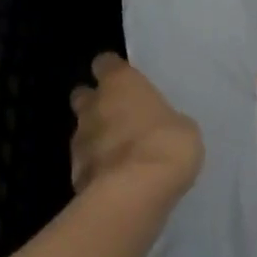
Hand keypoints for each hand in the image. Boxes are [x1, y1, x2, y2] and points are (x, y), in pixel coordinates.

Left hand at [69, 53, 202, 211]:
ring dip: (96, 137)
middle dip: (96, 103)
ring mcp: (80, 141)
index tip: (126, 80)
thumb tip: (159, 126)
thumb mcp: (182, 127)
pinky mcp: (74, 174)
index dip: (113, 71)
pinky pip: (85, 164)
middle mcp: (94, 106)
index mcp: (121, 83)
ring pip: (82, 130)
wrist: (134, 193)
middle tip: (120, 115)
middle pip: (84, 95)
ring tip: (120, 152)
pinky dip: (96, 168)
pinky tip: (115, 179)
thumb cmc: (166, 144)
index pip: (106, 63)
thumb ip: (163, 119)